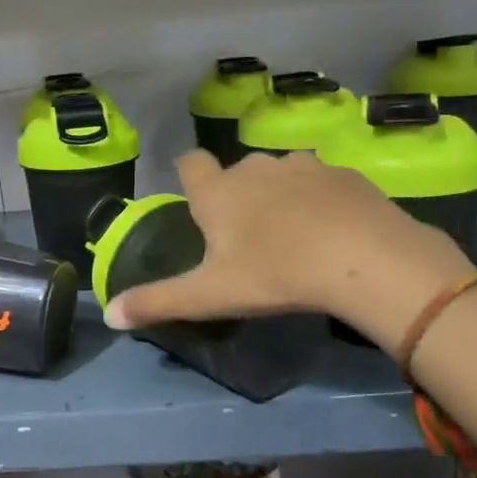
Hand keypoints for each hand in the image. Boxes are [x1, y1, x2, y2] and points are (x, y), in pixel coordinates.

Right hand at [103, 150, 476, 351]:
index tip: (198, 203)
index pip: (189, 163)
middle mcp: (255, 167)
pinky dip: (320, 200)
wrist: (366, 260)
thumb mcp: (210, 295)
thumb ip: (157, 302)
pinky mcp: (345, 174)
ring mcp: (303, 166)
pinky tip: (333, 231)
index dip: (189, 177)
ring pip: (280, 174)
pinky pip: (322, 182)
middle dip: (238, 195)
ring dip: (280, 194)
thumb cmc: (275, 274)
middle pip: (237, 172)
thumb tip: (110, 315)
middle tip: (248, 237)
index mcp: (218, 191)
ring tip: (294, 234)